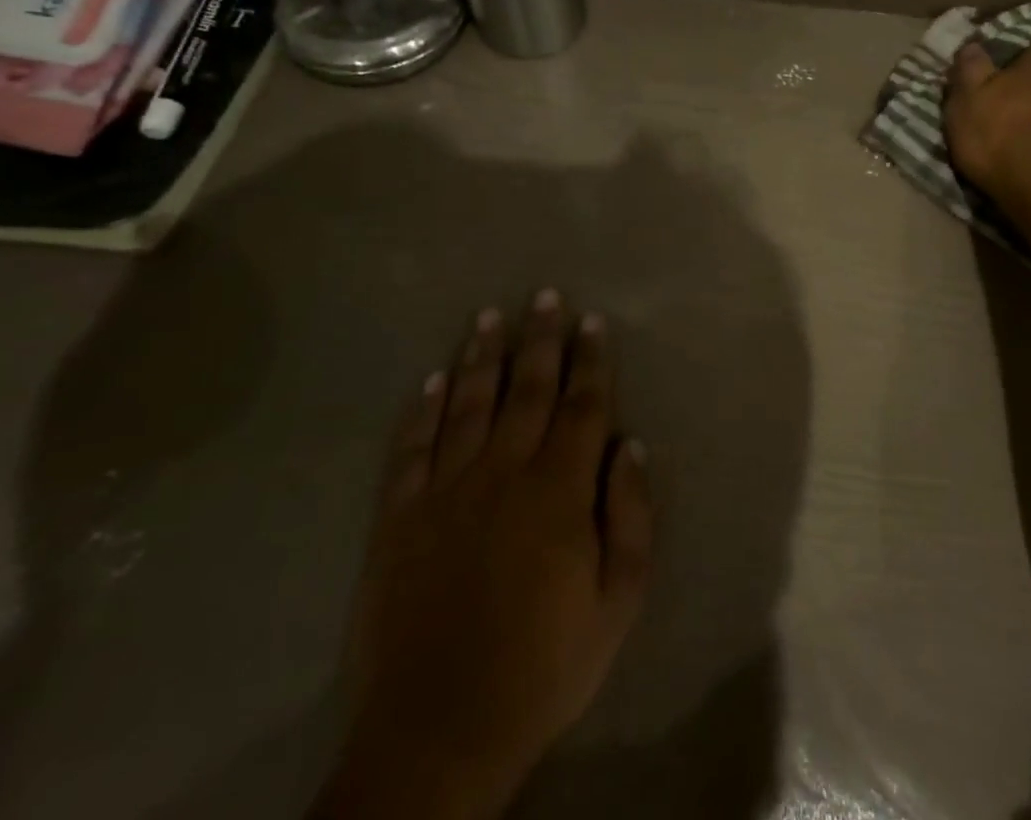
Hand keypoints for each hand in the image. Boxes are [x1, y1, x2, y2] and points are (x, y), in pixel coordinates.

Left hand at [316, 291, 654, 819]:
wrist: (438, 734)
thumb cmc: (544, 667)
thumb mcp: (618, 603)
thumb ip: (632, 517)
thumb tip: (632, 446)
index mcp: (559, 491)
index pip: (582, 407)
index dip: (591, 361)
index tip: (593, 322)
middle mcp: (503, 473)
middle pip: (527, 390)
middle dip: (540, 339)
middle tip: (545, 296)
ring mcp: (446, 491)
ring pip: (469, 405)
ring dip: (482, 357)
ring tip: (490, 317)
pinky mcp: (399, 517)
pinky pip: (412, 448)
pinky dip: (423, 409)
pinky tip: (434, 379)